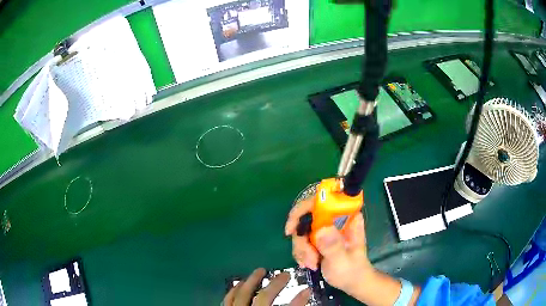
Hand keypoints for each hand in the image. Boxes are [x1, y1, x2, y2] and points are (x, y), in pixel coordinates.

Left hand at [223, 268, 310, 305]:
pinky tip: (239, 284)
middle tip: (285, 274)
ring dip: (252, 281)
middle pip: (264, 298)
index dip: (299, 300)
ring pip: (242, 295)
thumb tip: (300, 297)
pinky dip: (233, 291)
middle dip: (276, 285)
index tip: (308, 289)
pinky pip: (227, 299)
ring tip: (260, 271)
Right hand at [284, 198, 373, 295]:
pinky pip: (300, 239)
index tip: (293, 228)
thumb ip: (333, 246)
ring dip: (301, 249)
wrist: (349, 281)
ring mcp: (325, 228)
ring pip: (301, 229)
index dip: (305, 208)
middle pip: (307, 215)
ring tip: (311, 264)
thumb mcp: (342, 261)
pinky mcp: (318, 237)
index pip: (324, 199)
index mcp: (347, 217)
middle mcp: (334, 218)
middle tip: (308, 257)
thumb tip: (321, 230)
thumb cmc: (351, 271)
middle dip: (302, 238)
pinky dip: (301, 252)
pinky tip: (308, 263)